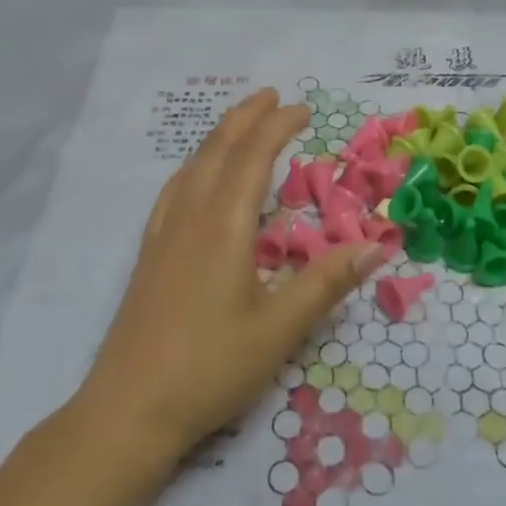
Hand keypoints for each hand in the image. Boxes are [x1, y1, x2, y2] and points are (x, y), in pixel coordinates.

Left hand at [76, 88, 385, 466]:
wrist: (129, 409)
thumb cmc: (210, 368)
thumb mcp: (279, 329)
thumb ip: (326, 283)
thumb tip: (376, 245)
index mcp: (224, 226)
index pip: (253, 157)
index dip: (278, 127)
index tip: (303, 108)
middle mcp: (191, 218)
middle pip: (218, 150)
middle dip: (246, 118)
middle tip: (272, 96)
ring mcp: (164, 235)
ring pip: (192, 167)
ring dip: (219, 137)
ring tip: (240, 123)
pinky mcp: (149, 254)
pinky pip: (173, 191)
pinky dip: (193, 167)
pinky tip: (194, 177)